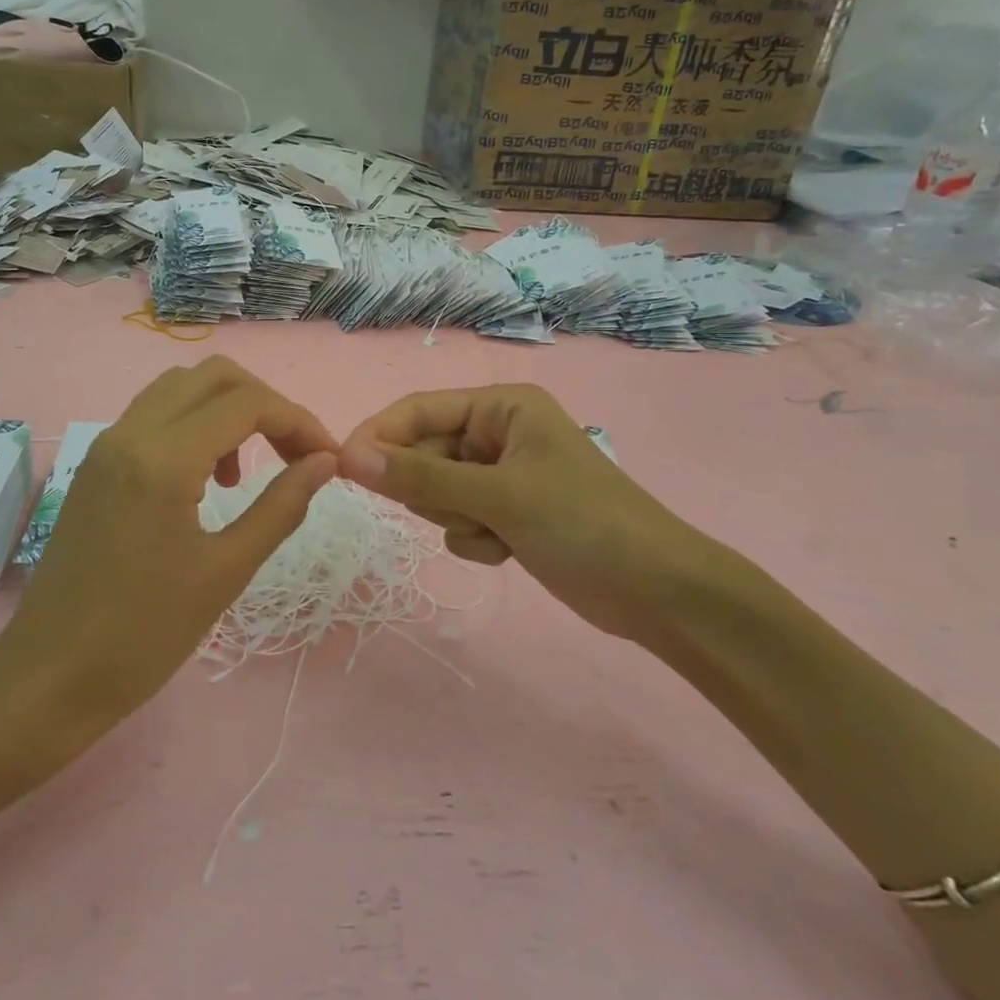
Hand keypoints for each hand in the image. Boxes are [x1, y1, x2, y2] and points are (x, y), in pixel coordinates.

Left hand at [0, 359, 337, 826]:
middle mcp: (131, 433)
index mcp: (164, 459)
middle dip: (264, 404)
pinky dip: (192, 424)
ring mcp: (107, 445)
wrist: (50, 676)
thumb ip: (281, 506)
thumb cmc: (144, 634)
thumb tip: (324, 462)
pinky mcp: (96, 464)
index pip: (247, 403)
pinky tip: (204, 479)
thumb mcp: (226, 571)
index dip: (298, 421)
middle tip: (293, 453)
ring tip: (245, 472)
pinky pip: (153, 415)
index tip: (327, 457)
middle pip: (213, 376)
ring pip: (179, 388)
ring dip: (226, 410)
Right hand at [338, 384, 729, 645]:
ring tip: (499, 531)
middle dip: (435, 490)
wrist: (658, 593)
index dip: (379, 435)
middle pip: (424, 453)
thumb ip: (420, 475)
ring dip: (457, 518)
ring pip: (437, 491)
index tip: (341, 468)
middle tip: (467, 511)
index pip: (418, 410)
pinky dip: (476, 538)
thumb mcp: (497, 495)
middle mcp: (497, 432)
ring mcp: (502, 474)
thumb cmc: (583, 524)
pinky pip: (459, 519)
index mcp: (500, 406)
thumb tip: (347, 456)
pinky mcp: (507, 512)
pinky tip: (510, 550)